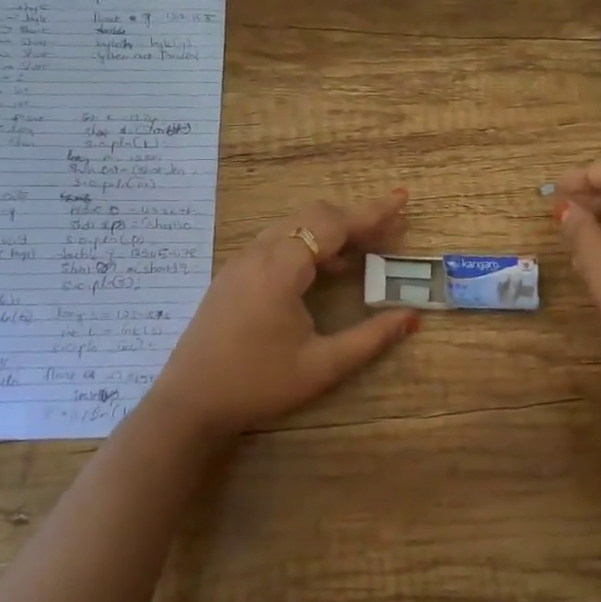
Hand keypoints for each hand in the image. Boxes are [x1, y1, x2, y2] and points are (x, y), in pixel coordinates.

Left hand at [143, 190, 419, 445]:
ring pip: (293, 226)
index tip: (402, 197)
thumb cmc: (257, 385)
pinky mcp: (232, 275)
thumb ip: (370, 339)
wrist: (189, 404)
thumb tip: (411, 317)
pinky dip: (307, 244)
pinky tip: (325, 271)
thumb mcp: (321, 366)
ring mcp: (240, 262)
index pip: (334, 224)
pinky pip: (276, 242)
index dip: (372, 212)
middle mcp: (258, 254)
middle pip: (314, 216)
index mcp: (280, 269)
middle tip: (390, 234)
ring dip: (331, 232)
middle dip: (355, 220)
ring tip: (365, 252)